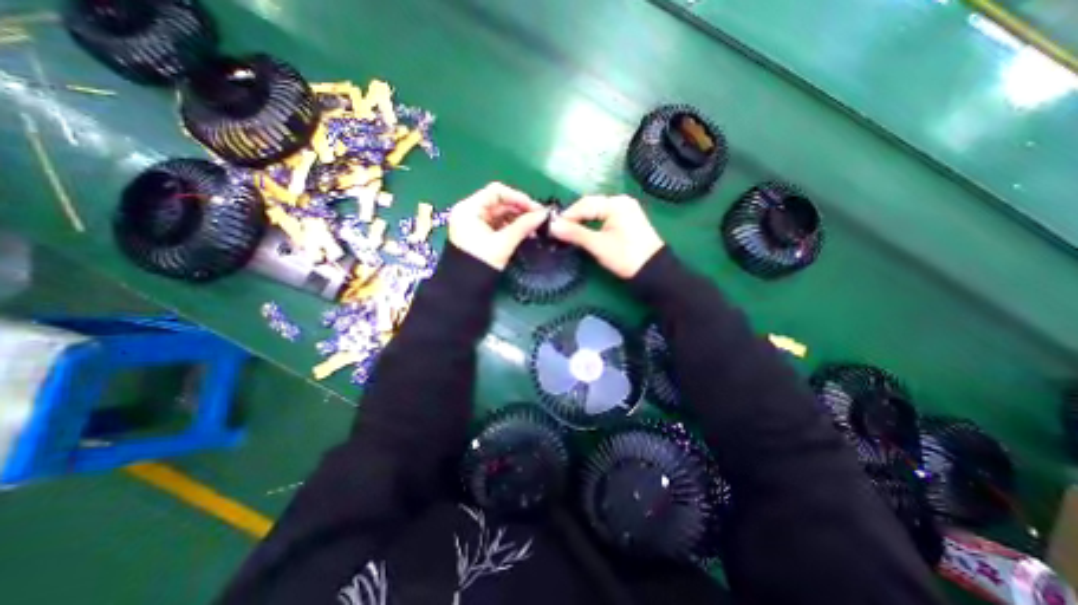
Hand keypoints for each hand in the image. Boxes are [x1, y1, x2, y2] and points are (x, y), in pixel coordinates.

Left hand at [447, 180, 547, 269]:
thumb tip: (544, 214)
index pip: (496, 192)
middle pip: (499, 202)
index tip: (535, 207)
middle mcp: (470, 211)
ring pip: (500, 214)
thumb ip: (523, 226)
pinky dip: (512, 227)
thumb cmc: (480, 263)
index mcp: (469, 209)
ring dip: (518, 219)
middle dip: (520, 209)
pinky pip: (498, 224)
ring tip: (535, 227)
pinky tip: (525, 233)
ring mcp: (474, 223)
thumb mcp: (503, 243)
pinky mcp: (479, 233)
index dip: (518, 197)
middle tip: (539, 218)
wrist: (464, 288)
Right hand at [551, 193, 660, 274]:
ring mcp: (625, 210)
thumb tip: (551, 226)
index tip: (552, 228)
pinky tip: (583, 232)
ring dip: (581, 221)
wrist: (653, 271)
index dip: (567, 216)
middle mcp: (621, 201)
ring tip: (568, 233)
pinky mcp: (626, 220)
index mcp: (616, 204)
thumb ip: (575, 233)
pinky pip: (603, 217)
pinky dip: (592, 224)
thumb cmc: (625, 256)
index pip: (584, 204)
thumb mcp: (598, 245)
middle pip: (590, 206)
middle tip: (559, 232)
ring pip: (596, 212)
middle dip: (574, 218)